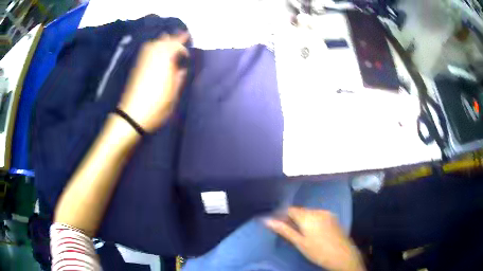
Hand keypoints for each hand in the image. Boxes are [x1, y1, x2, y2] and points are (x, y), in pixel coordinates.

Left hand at [118, 32, 188, 131]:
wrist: (132, 115)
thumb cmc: (156, 107)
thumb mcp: (173, 96)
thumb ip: (178, 79)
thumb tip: (182, 68)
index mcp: (165, 65)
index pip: (175, 47)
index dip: (182, 46)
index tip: (187, 52)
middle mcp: (153, 58)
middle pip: (164, 42)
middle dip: (174, 38)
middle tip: (182, 35)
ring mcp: (143, 62)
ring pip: (153, 44)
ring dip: (162, 40)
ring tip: (169, 40)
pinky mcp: (137, 67)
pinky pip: (145, 50)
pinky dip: (152, 46)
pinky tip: (155, 48)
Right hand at [265, 207, 364, 270]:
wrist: (343, 255)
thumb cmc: (318, 251)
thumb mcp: (299, 242)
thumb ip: (284, 230)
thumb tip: (267, 220)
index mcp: (308, 216)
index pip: (290, 209)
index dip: (282, 215)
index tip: (277, 224)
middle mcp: (318, 211)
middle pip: (300, 211)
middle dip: (292, 218)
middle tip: (287, 231)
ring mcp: (327, 214)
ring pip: (310, 213)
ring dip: (302, 219)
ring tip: (299, 233)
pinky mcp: (333, 218)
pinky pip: (318, 215)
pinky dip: (312, 221)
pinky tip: (312, 232)